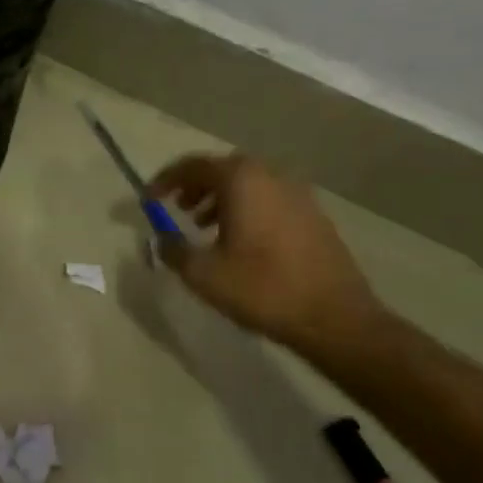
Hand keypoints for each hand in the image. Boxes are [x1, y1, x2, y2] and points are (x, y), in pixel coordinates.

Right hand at [148, 153, 383, 354]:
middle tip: (176, 208)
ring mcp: (298, 194)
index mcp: (242, 181)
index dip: (166, 180)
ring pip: (248, 184)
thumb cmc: (262, 288)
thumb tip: (161, 238)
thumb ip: (173, 249)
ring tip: (202, 227)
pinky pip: (268, 200)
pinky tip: (237, 241)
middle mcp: (272, 176)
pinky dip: (245, 209)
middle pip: (224, 169)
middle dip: (195, 186)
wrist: (334, 317)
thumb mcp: (203, 273)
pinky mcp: (313, 215)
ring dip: (220, 198)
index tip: (148, 199)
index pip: (194, 165)